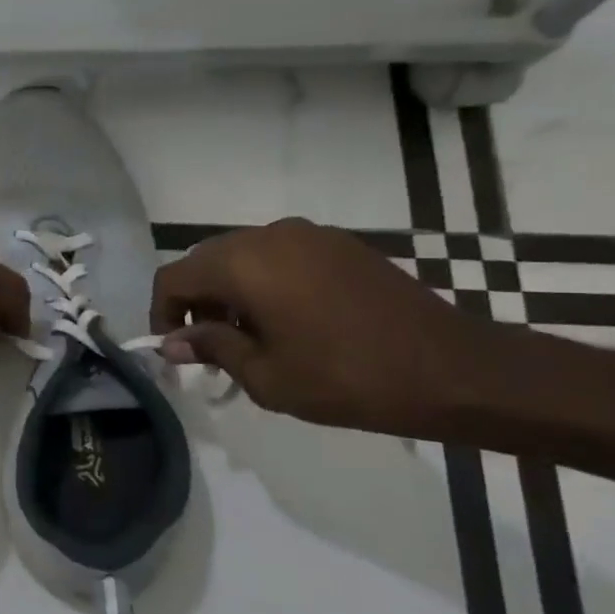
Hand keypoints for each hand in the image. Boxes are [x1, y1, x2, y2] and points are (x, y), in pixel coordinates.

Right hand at [151, 218, 494, 438]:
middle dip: (196, 301)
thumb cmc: (346, 378)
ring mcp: (307, 235)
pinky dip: (264, 281)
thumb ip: (211, 348)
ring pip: (242, 255)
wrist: (451, 369)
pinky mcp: (338, 244)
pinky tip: (288, 320)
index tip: (174, 349)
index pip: (175, 277)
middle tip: (209, 346)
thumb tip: (172, 342)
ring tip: (250, 336)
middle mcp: (269, 236)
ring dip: (230, 290)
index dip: (162, 312)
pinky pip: (279, 255)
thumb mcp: (266, 375)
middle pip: (206, 260)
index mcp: (243, 264)